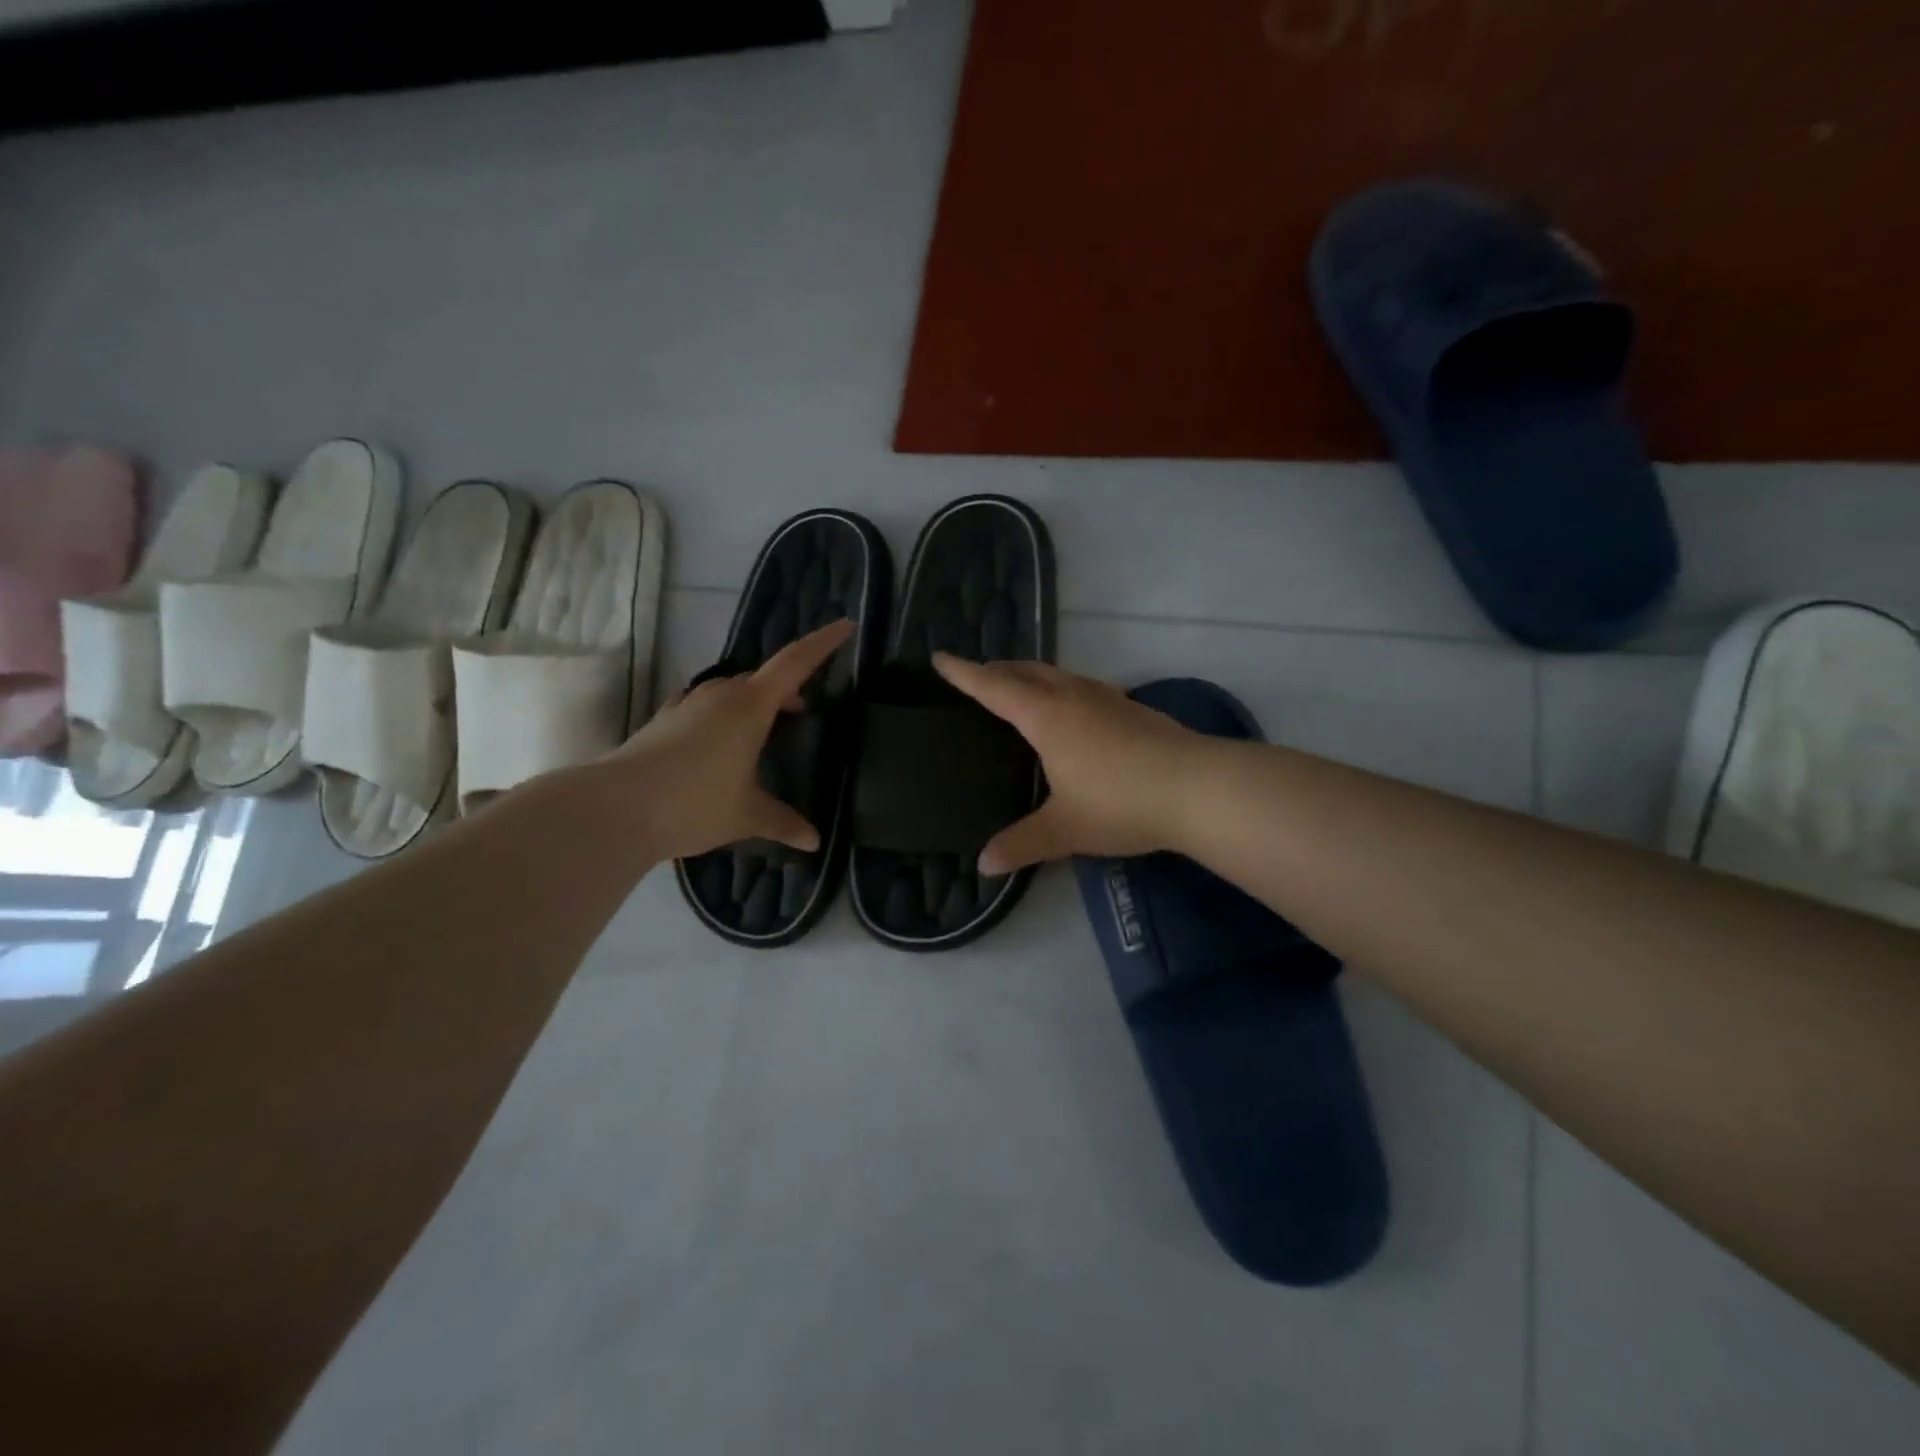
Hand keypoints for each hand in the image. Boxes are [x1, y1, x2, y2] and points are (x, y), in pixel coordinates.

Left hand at [608, 619, 853, 861]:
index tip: (846, 625)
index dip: (823, 643)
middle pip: (762, 678)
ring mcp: (687, 705)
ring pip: (731, 690)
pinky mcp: (664, 720)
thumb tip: (814, 841)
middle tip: (803, 709)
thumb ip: (783, 822)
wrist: (615, 810)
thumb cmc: (694, 804)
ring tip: (764, 729)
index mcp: (749, 707)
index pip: (795, 663)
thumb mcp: (747, 815)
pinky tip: (720, 743)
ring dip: (754, 701)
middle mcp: (719, 696)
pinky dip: (724, 715)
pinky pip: (705, 706)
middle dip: (787, 687)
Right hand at [933, 654, 1210, 873]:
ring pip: (1058, 675)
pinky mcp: (1133, 709)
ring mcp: (1108, 699)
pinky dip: (1061, 688)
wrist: (1199, 788)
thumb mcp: (1064, 829)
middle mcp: (1073, 697)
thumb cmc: (1121, 803)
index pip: (994, 688)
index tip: (940, 657)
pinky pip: (1082, 686)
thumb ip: (1022, 844)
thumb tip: (983, 865)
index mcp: (1047, 717)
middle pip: (1026, 672)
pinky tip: (1073, 710)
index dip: (964, 673)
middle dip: (997, 669)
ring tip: (1020, 687)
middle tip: (977, 674)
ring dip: (1032, 675)